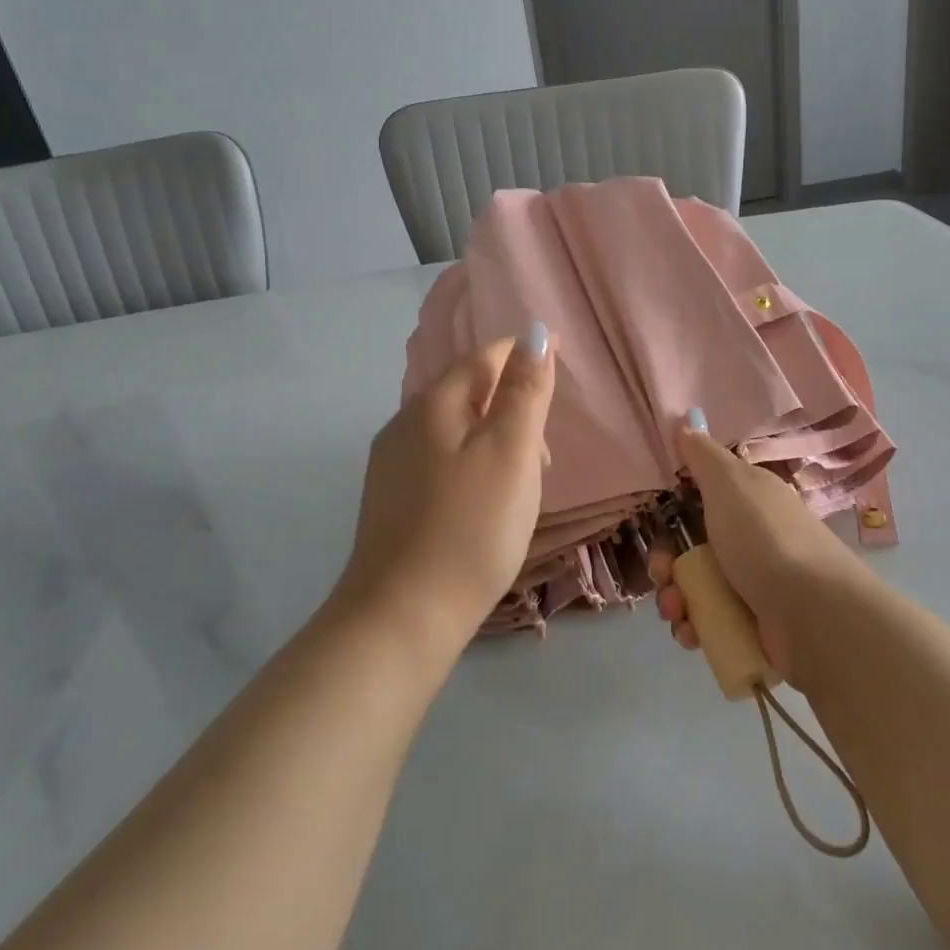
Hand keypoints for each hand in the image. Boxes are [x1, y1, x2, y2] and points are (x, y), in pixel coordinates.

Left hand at [338, 324, 555, 649]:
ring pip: (454, 429)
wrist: (401, 617)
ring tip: (524, 481)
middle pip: (467, 392)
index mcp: (433, 405)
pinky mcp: (390, 500)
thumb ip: (524, 391)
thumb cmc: (470, 529)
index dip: (523, 352)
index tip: (559, 354)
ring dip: (494, 437)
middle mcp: (404, 424)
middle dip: (511, 403)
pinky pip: (440, 460)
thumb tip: (534, 332)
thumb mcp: (510, 453)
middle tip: (546, 449)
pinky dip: (472, 463)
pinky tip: (485, 501)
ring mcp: (391, 465)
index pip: (484, 357)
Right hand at [649, 418, 867, 682]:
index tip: (656, 523)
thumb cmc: (765, 538)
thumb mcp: (730, 482)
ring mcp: (753, 585)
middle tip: (663, 575)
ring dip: (674, 599)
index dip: (672, 511)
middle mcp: (751, 539)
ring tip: (677, 612)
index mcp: (748, 501)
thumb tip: (686, 421)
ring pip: (696, 587)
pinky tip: (690, 634)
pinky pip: (710, 623)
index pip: (701, 499)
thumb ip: (703, 455)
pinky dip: (693, 628)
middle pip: (691, 547)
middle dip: (666, 563)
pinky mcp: (753, 625)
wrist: (814, 615)